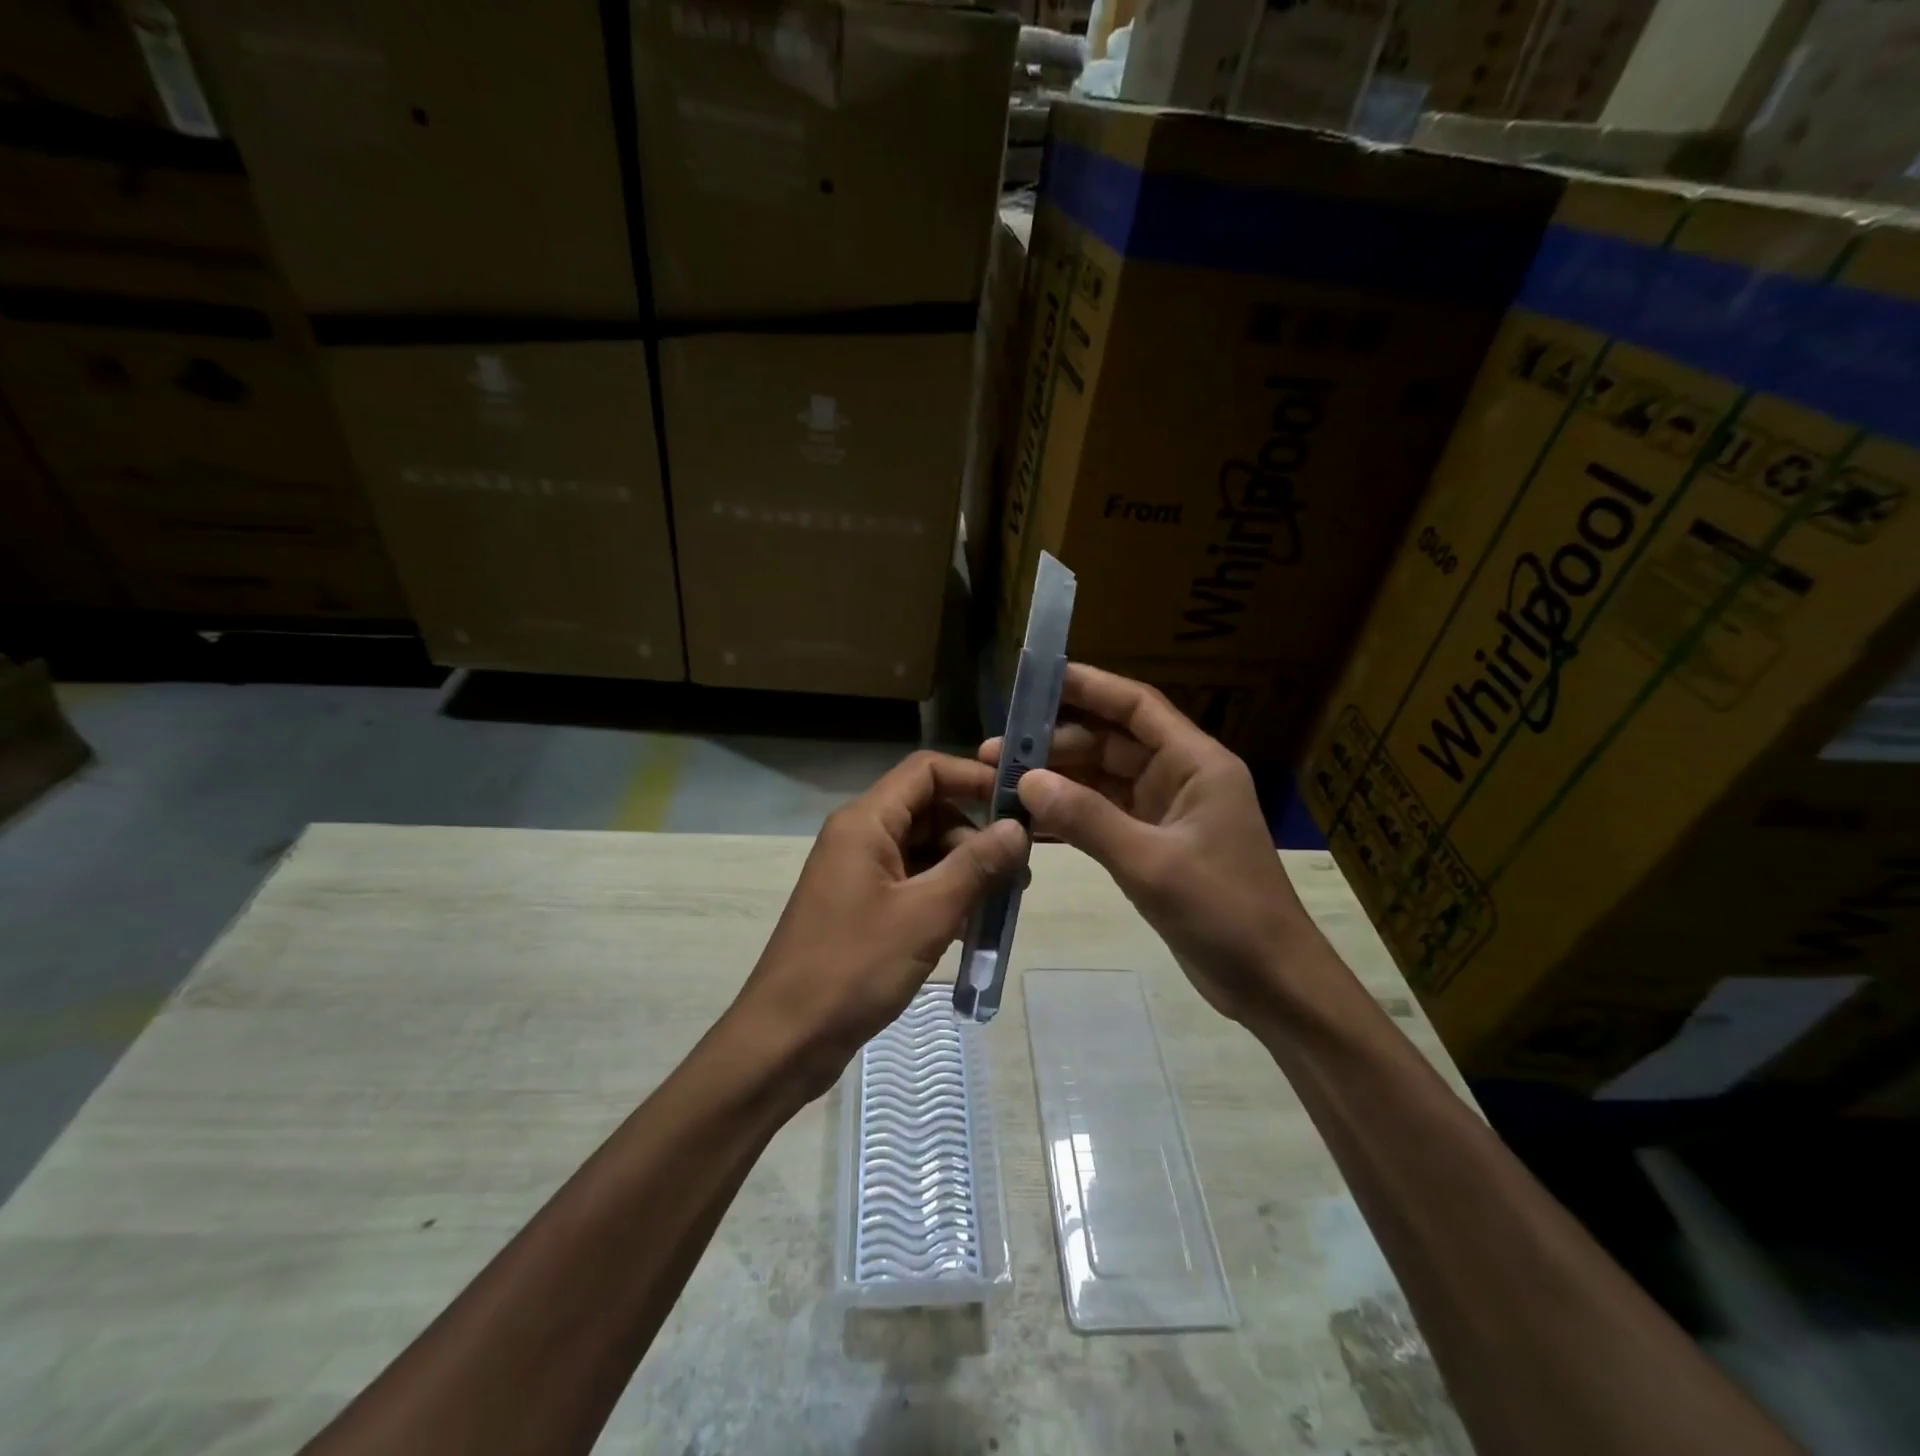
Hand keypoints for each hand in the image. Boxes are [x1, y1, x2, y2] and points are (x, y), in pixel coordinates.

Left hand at [733, 751, 1028, 1096]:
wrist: (784, 1041)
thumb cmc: (853, 968)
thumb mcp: (925, 914)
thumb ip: (975, 866)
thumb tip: (1018, 828)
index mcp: (865, 822)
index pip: (926, 771)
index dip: (973, 778)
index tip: (1019, 804)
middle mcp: (859, 837)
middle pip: (928, 811)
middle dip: (975, 835)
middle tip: (1019, 871)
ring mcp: (858, 874)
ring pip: (923, 851)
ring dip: (964, 871)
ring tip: (1002, 905)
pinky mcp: (861, 908)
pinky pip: (911, 884)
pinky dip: (943, 897)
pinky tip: (971, 928)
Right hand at [982, 664, 1323, 1024]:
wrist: (1270, 982)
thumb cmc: (1224, 911)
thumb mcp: (1151, 862)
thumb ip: (1087, 819)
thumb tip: (1027, 781)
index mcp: (1195, 763)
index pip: (1136, 706)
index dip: (1088, 686)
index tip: (1035, 680)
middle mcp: (1179, 777)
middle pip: (1110, 742)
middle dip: (1055, 744)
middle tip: (997, 752)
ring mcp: (1164, 813)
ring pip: (1101, 781)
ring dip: (1057, 781)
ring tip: (1001, 782)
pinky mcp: (1153, 845)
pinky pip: (1102, 817)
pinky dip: (1069, 816)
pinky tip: (1027, 821)